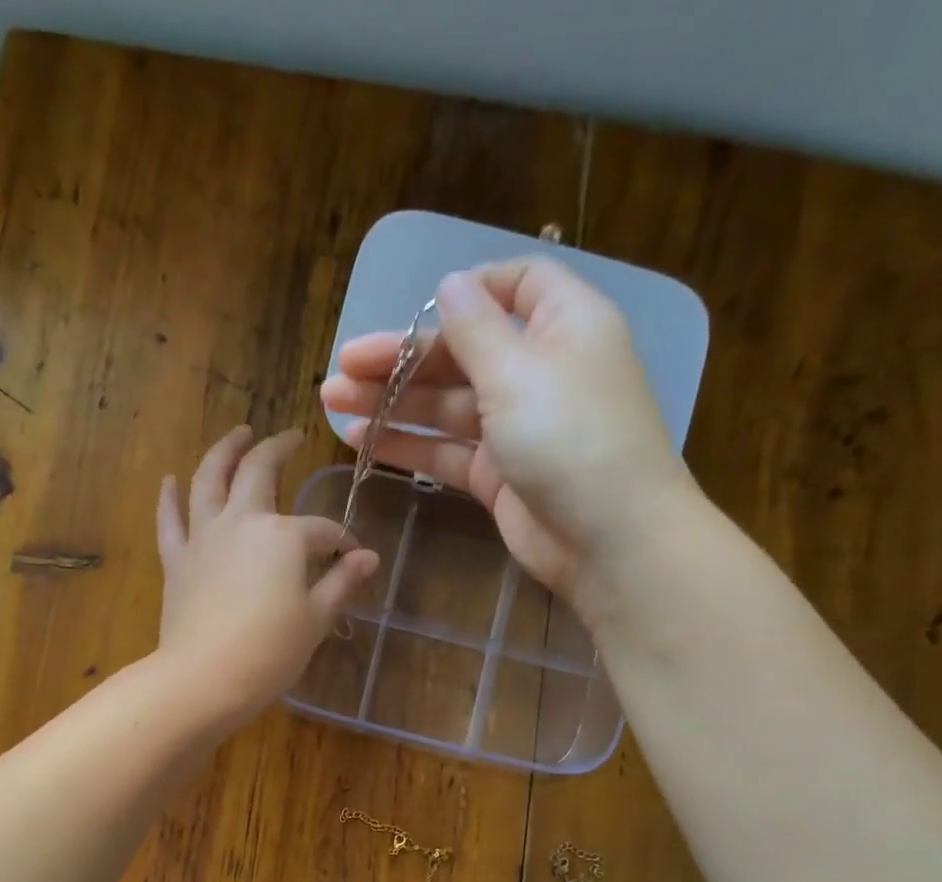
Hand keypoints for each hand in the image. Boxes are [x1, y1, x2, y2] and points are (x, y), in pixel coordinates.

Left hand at [155, 426, 379, 725]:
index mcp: (284, 536)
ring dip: (225, 451)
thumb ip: (342, 582)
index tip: (353, 558)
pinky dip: (170, 497)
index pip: (322, 531)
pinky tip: (171, 480)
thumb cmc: (270, 652)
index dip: (342, 542)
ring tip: (238, 433)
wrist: (204, 679)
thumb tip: (369, 557)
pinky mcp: (177, 560)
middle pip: (260, 472)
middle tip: (291, 437)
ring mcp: (204, 537)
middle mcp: (242, 522)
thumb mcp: (316, 619)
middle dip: (279, 449)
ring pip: (210, 479)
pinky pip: (170, 519)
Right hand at [320, 258, 699, 622]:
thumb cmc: (571, 437)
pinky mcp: (496, 475)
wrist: (608, 539)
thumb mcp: (518, 370)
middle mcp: (538, 371)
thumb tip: (450, 283)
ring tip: (333, 402)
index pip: (516, 286)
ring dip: (392, 402)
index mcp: (562, 326)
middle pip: (462, 352)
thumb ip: (475, 328)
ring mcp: (515, 428)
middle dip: (402, 357)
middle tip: (343, 366)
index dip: (468, 291)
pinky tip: (361, 440)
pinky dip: (406, 446)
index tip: (420, 306)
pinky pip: (444, 451)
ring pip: (445, 405)